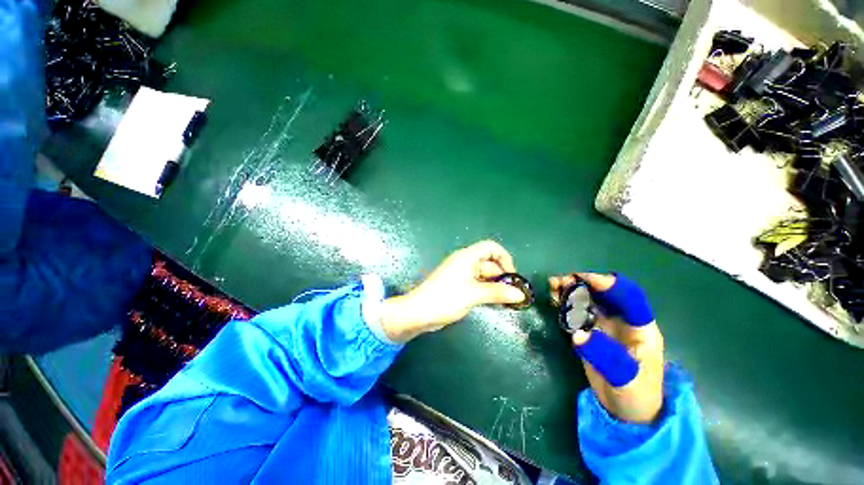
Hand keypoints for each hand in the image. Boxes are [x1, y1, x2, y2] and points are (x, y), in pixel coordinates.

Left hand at [378, 240, 526, 341]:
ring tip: (508, 301)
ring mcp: (461, 275)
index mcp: (467, 257)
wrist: (418, 313)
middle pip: (489, 263)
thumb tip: (520, 294)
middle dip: (502, 276)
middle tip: (514, 294)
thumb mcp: (473, 294)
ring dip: (496, 286)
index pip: (490, 247)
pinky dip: (487, 291)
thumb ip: (497, 293)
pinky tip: (495, 303)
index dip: (504, 258)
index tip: (512, 276)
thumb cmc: (445, 298)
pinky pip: (477, 285)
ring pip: (484, 276)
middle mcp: (464, 263)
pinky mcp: (458, 287)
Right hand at [550, 273, 663, 423]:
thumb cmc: (636, 395)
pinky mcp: (589, 332)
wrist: (626, 411)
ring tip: (553, 285)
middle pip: (604, 294)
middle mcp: (621, 321)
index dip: (609, 285)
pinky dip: (565, 302)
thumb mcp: (625, 379)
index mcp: (640, 328)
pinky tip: (554, 298)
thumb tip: (578, 334)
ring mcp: (604, 325)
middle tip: (561, 281)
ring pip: (588, 300)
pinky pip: (576, 312)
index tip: (584, 279)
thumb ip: (604, 356)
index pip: (629, 297)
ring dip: (571, 289)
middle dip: (583, 283)